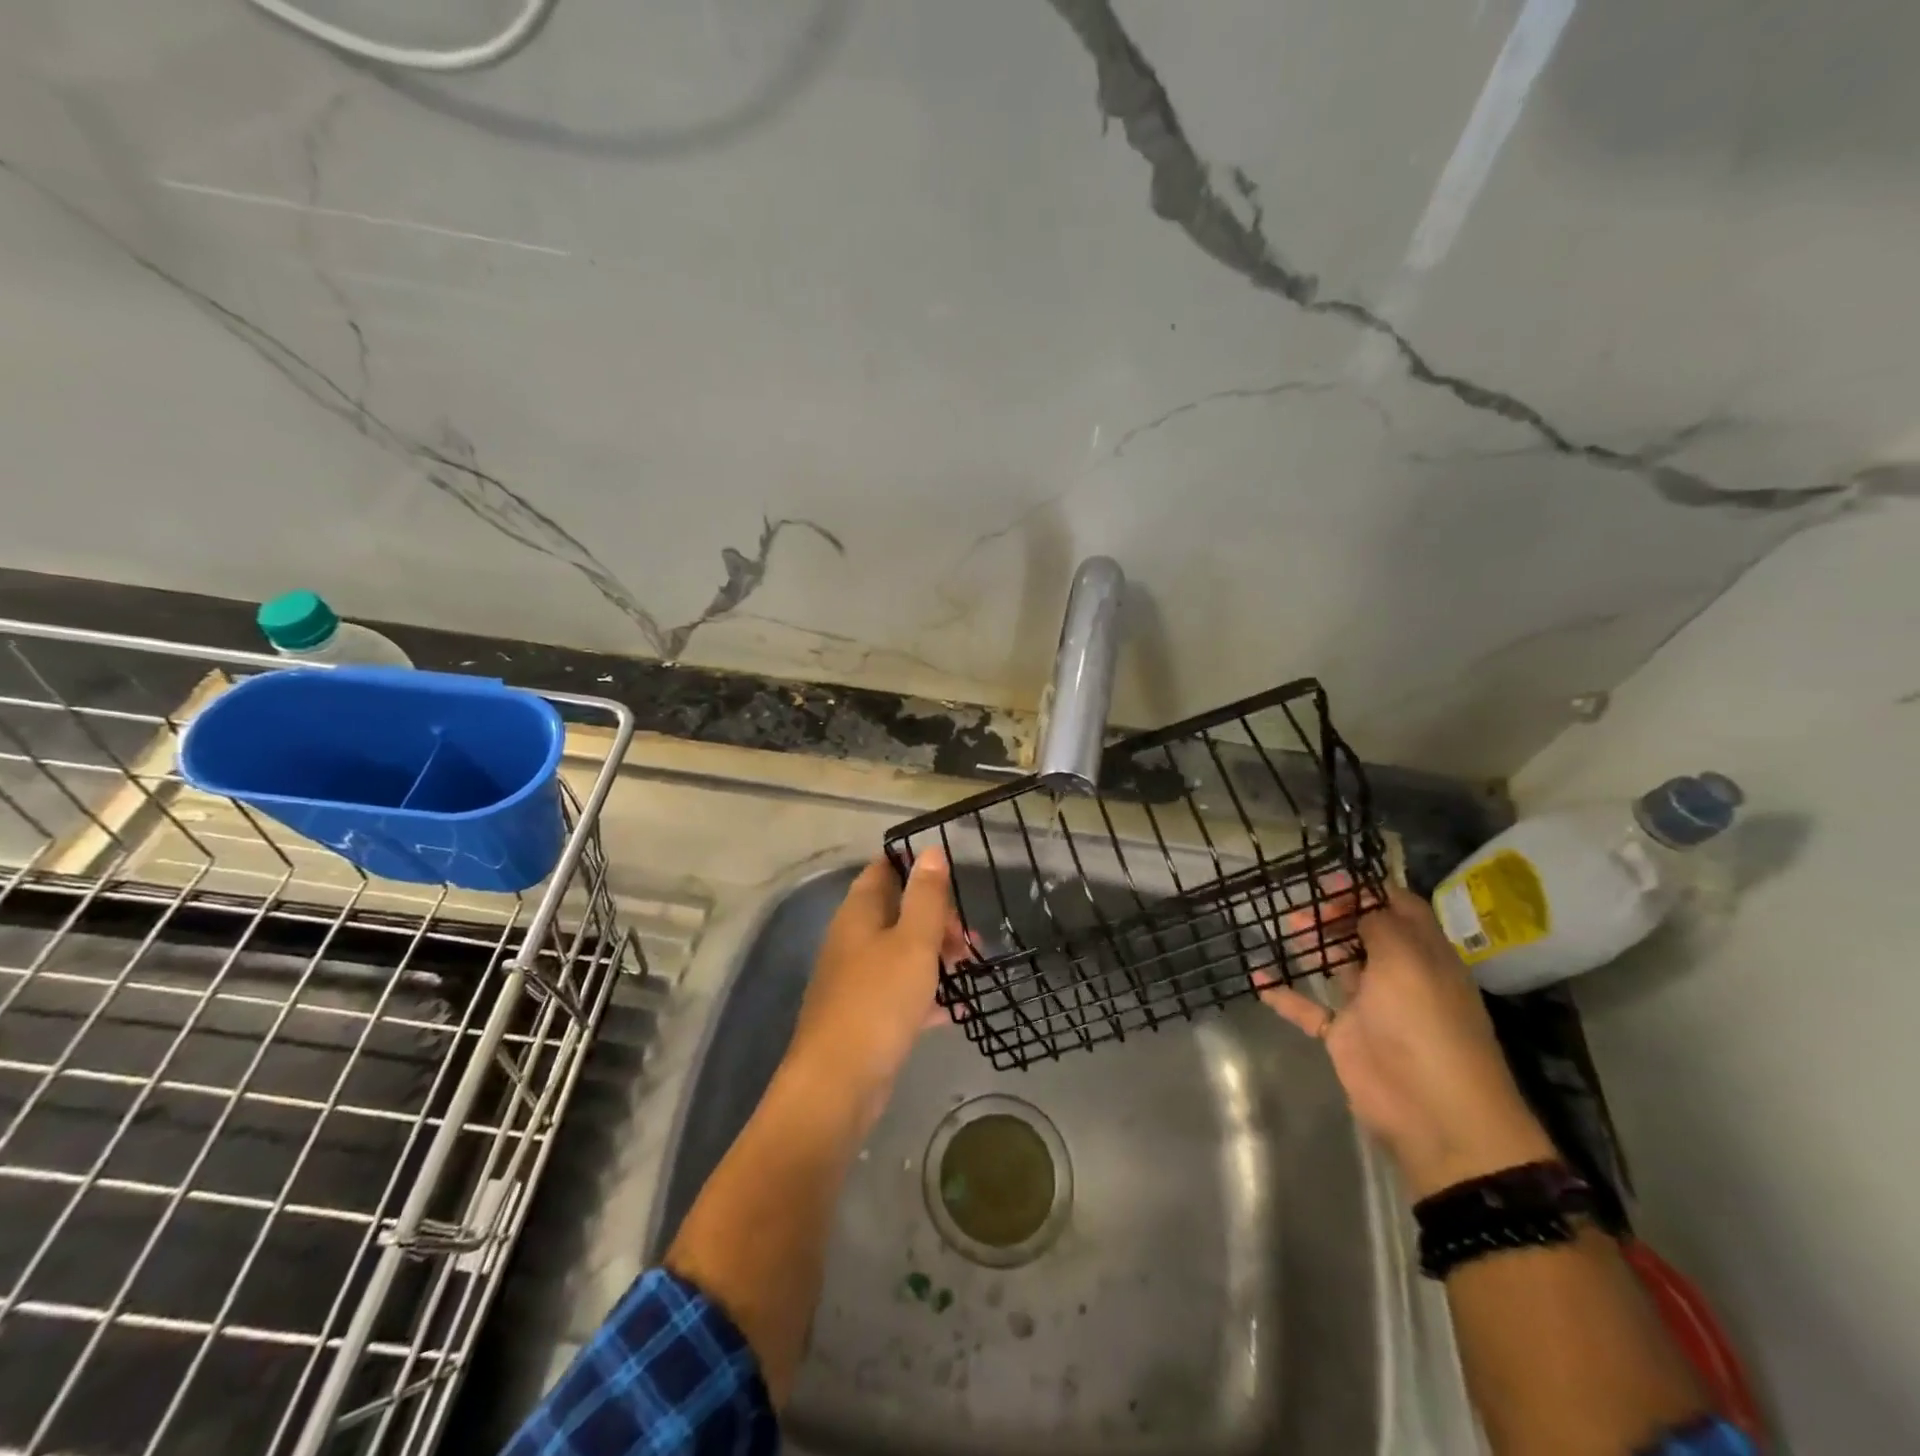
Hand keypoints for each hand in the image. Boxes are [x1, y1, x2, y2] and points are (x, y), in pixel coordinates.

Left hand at [782, 850, 964, 1125]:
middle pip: (898, 912)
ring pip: (903, 953)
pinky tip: (955, 1011)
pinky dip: (927, 996)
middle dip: (937, 921)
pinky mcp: (866, 1015)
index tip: (952, 882)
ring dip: (937, 958)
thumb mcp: (913, 942)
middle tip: (968, 943)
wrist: (838, 1084)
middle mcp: (853, 939)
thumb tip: (930, 851)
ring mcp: (857, 979)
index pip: (883, 870)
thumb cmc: (879, 1001)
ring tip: (969, 973)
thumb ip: (926, 897)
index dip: (915, 867)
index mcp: (859, 913)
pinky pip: (901, 992)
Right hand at [1259, 884, 1556, 1197]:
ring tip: (1281, 926)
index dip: (1366, 890)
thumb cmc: (1425, 1023)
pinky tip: (1258, 977)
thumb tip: (1360, 903)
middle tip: (1299, 906)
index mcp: (1424, 954)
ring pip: (1336, 965)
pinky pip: (1309, 1008)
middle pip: (1363, 932)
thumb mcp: (1408, 960)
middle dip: (1332, 914)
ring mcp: (1370, 1006)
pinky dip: (1284, 993)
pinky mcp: (1344, 1035)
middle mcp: (1399, 975)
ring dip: (1310, 944)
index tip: (1328, 880)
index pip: (1398, 908)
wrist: (1433, 1111)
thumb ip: (1380, 925)